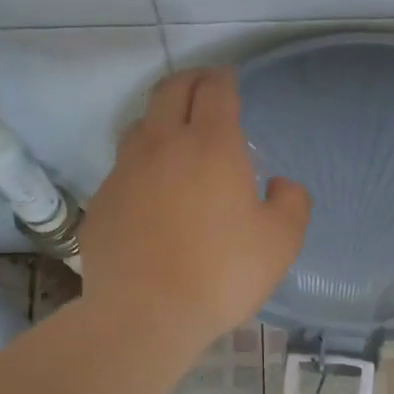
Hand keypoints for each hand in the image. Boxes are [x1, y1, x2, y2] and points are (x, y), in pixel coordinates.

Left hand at [82, 67, 311, 351]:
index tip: (230, 81)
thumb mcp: (281, 242)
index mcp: (211, 145)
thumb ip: (292, 202)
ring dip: (161, 120)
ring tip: (176, 139)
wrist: (145, 314)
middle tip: (205, 91)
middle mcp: (162, 144)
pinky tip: (151, 195)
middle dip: (191, 82)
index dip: (225, 79)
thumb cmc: (222, 274)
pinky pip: (123, 170)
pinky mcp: (101, 201)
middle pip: (170, 90)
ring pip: (140, 125)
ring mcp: (124, 171)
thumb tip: (279, 184)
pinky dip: (141, 167)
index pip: (215, 89)